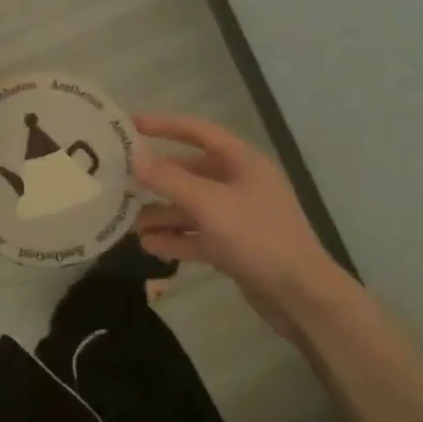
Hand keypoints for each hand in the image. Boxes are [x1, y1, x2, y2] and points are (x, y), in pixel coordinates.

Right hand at [132, 112, 349, 327]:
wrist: (301, 296)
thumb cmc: (257, 237)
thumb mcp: (209, 204)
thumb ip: (169, 179)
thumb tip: (135, 157)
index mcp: (242, 161)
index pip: (197, 132)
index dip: (164, 125)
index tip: (130, 125)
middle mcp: (241, 183)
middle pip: (191, 171)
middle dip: (157, 178)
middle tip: (121, 180)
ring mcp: (239, 216)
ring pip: (192, 206)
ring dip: (162, 212)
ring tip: (129, 221)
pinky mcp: (236, 246)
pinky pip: (199, 235)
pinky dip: (176, 238)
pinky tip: (148, 245)